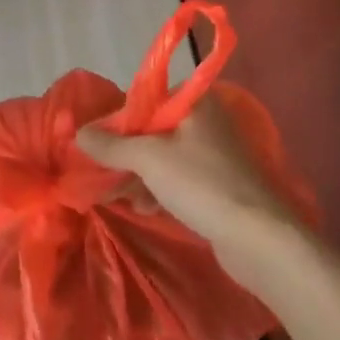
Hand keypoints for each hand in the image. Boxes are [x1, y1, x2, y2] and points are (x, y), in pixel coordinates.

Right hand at [81, 97, 339, 339]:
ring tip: (118, 196)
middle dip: (125, 153)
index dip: (117, 122)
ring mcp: (215, 154)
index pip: (144, 100)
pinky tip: (145, 208)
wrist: (261, 239)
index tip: (97, 146)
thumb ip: (111, 144)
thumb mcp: (148, 158)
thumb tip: (79, 133)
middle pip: (152, 129)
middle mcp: (206, 121)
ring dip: (139, 175)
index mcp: (195, 101)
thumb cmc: (202, 183)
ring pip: (164, 156)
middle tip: (102, 174)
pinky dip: (159, 188)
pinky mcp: (219, 184)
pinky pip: (179, 178)